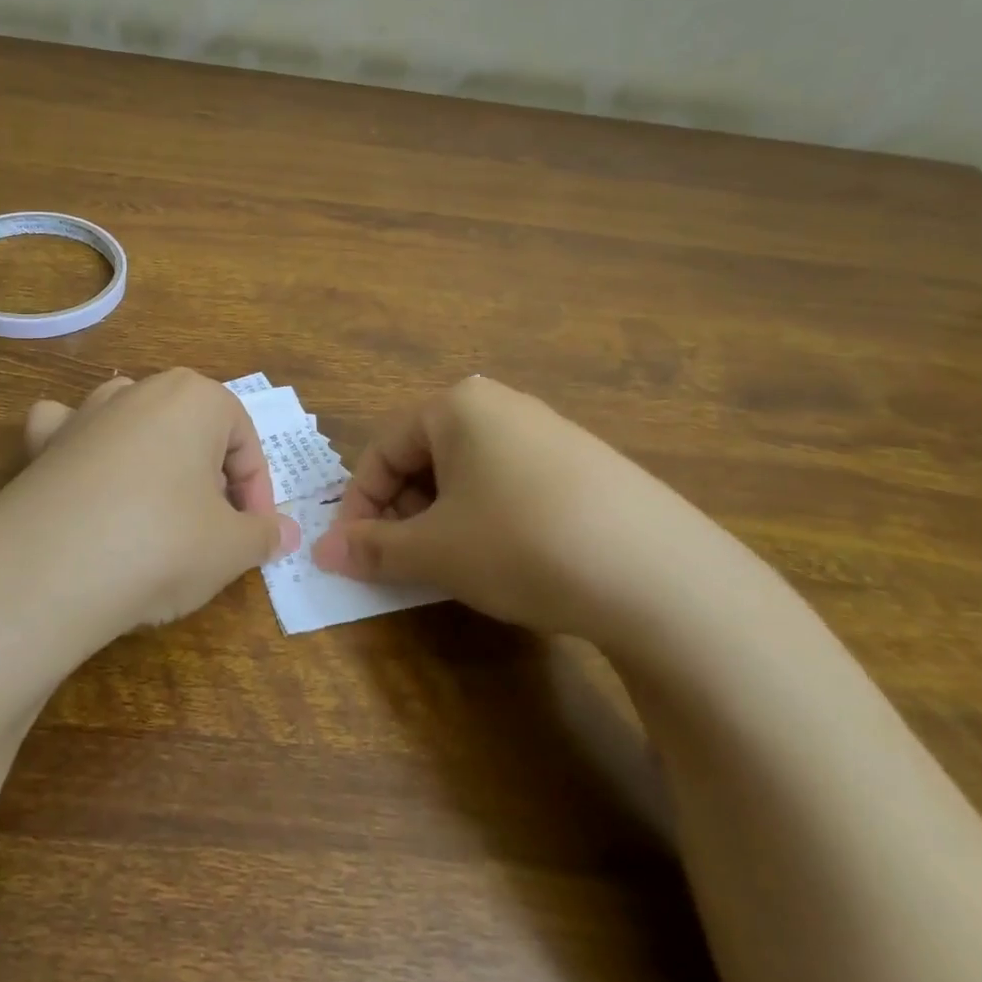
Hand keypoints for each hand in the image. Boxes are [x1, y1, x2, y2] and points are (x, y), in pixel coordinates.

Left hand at [0, 368, 300, 630]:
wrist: (50, 571)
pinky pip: (69, 432)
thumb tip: (286, 534)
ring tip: (158, 510)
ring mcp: (84, 413)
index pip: (244, 442)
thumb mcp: (231, 548)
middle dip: (210, 478)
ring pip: (135, 424)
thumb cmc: (162, 544)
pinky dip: (82, 448)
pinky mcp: (43, 445)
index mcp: (195, 397)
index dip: (257, 492)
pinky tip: (86, 478)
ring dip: (154, 459)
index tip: (255, 535)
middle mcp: (139, 391)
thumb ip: (264, 535)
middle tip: (213, 531)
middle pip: (193, 432)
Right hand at [313, 376, 704, 640]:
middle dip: (404, 510)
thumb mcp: (435, 551)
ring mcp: (552, 432)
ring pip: (471, 473)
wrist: (660, 576)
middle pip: (427, 456)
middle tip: (402, 560)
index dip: (359, 504)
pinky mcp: (589, 466)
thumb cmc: (519, 543)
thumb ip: (372, 549)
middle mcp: (503, 406)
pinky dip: (491, 518)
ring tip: (452, 565)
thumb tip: (321, 553)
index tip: (352, 552)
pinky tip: (509, 559)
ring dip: (445, 517)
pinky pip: (515, 484)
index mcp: (457, 406)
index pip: (383, 450)